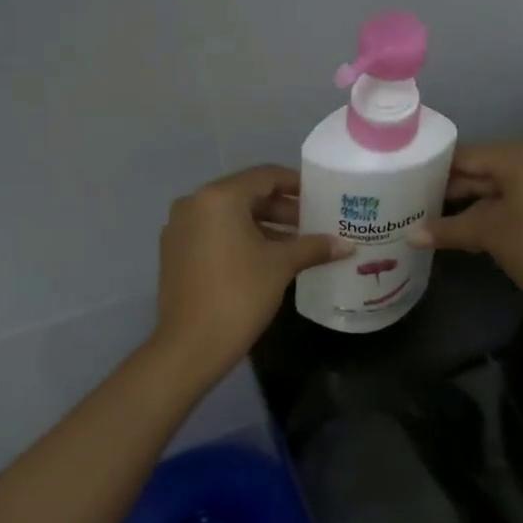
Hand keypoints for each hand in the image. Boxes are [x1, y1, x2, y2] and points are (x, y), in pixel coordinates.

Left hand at [152, 166, 347, 381]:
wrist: (191, 346)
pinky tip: (267, 258)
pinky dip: (241, 239)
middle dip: (282, 209)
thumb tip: (347, 245)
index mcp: (219, 197)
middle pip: (247, 195)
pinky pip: (215, 234)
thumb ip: (313, 247)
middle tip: (314, 223)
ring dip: (264, 226)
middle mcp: (194, 204)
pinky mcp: (175, 252)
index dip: (296, 184)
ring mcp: (180, 229)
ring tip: (298, 243)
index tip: (322, 196)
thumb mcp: (281, 266)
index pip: (265, 176)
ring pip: (230, 216)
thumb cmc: (239, 296)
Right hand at [409, 142, 522, 314]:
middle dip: (449, 189)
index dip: (434, 170)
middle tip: (412, 204)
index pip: (466, 155)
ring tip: (430, 218)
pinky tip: (463, 227)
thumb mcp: (489, 234)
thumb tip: (410, 235)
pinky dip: (487, 211)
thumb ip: (448, 229)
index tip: (406, 183)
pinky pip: (510, 199)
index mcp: (519, 156)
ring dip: (466, 204)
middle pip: (480, 169)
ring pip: (494, 187)